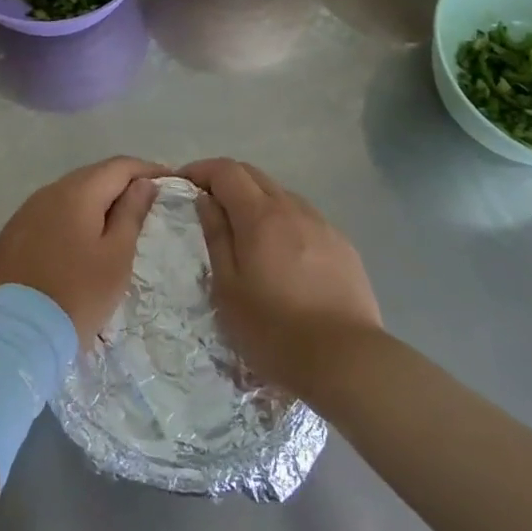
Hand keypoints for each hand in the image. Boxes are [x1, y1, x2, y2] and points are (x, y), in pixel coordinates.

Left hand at [0, 157, 164, 342]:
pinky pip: (49, 214)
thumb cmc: (79, 294)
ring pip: (68, 195)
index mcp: (77, 192)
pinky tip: (79, 238)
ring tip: (115, 222)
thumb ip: (131, 213)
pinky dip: (70, 218)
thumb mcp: (116, 256)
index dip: (146, 170)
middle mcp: (48, 192)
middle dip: (121, 184)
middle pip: (92, 176)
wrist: (19, 332)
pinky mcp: (12, 234)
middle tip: (146, 202)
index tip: (168, 181)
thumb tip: (143, 183)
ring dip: (94, 202)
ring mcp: (25, 212)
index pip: (118, 166)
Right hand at [184, 158, 382, 399]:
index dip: (201, 169)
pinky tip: (283, 255)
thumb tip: (205, 200)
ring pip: (282, 195)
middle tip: (208, 205)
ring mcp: (323, 225)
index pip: (226, 170)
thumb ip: (216, 237)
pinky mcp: (343, 245)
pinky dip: (284, 221)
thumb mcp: (228, 288)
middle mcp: (293, 208)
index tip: (183, 183)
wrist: (347, 360)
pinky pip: (305, 218)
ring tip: (245, 233)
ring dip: (257, 201)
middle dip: (226, 180)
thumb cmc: (274, 330)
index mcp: (260, 215)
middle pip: (254, 174)